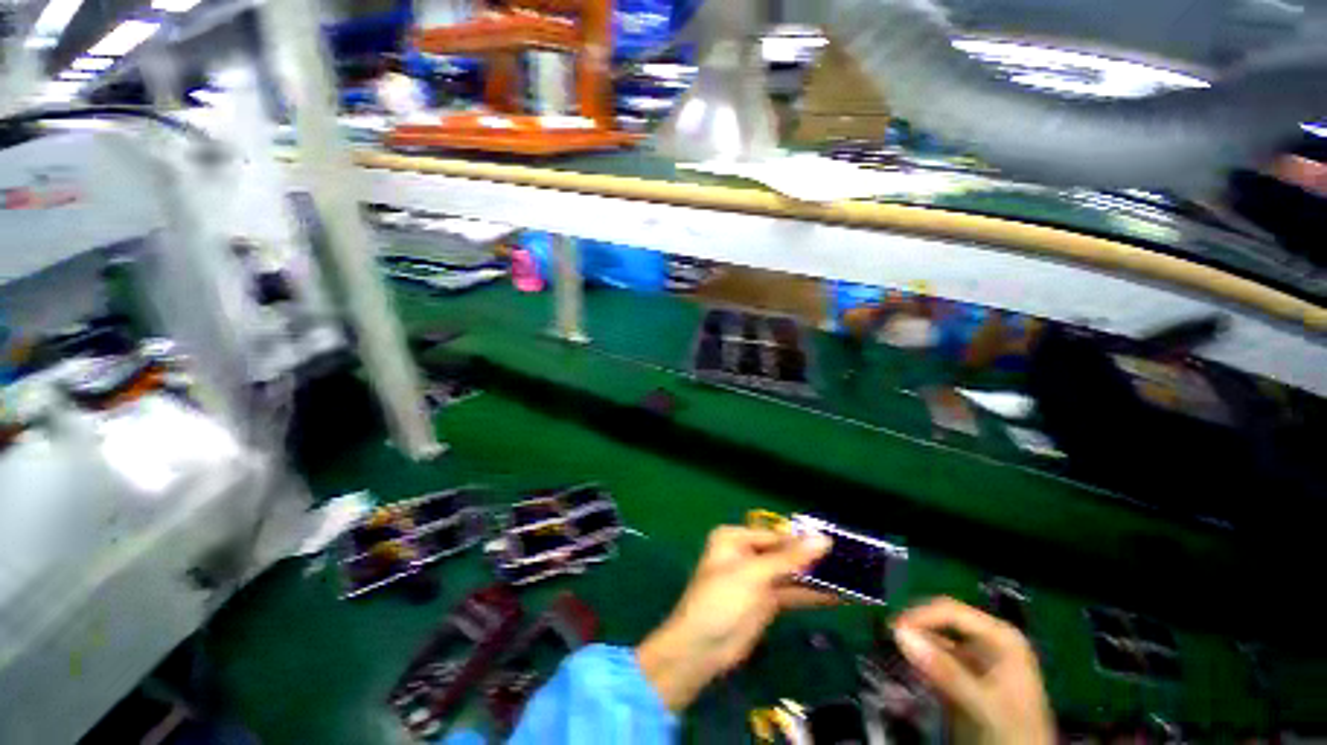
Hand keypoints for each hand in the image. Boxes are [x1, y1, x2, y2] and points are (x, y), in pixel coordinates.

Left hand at [636, 526, 832, 710]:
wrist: (702, 650)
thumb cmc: (721, 600)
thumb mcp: (754, 574)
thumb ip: (789, 558)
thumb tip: (823, 538)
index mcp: (735, 538)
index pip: (776, 535)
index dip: (804, 539)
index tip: (836, 542)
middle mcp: (746, 554)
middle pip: (785, 553)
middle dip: (813, 558)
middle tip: (850, 560)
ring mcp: (757, 579)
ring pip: (791, 573)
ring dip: (816, 577)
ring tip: (851, 577)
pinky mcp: (766, 602)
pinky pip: (792, 593)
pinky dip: (811, 595)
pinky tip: (838, 596)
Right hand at [892, 597, 1054, 744]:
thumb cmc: (1015, 730)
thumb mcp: (982, 702)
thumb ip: (943, 669)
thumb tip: (898, 633)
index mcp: (1000, 636)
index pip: (950, 611)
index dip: (920, 616)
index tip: (892, 630)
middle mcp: (986, 642)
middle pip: (940, 625)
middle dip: (915, 635)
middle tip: (889, 646)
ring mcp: (976, 661)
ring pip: (933, 645)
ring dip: (914, 654)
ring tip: (893, 663)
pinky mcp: (964, 680)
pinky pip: (934, 665)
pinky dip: (919, 671)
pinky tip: (906, 680)